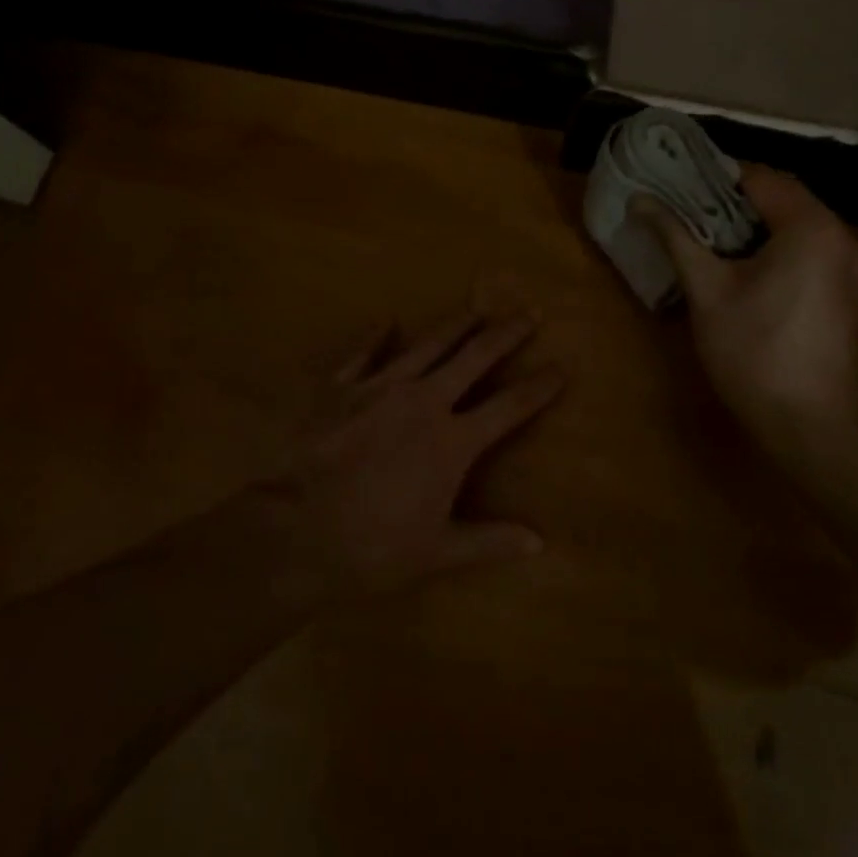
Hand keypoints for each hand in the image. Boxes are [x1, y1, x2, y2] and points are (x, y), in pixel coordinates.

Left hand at [250, 305, 565, 596]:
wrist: (295, 532)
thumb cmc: (372, 548)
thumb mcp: (437, 551)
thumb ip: (489, 540)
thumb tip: (539, 542)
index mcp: (452, 441)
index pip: (510, 407)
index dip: (540, 386)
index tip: (563, 365)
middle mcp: (423, 401)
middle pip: (474, 357)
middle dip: (505, 333)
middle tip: (529, 311)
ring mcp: (379, 388)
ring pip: (427, 344)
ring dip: (455, 324)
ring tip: (476, 306)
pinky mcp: (340, 388)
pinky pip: (362, 353)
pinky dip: (375, 336)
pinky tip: (385, 321)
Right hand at [635, 166, 857, 459]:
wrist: (804, 424)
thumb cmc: (750, 350)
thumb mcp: (706, 288)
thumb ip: (676, 236)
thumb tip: (640, 200)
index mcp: (812, 227)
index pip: (762, 179)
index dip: (718, 179)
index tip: (681, 188)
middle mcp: (844, 237)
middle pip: (785, 199)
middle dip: (737, 202)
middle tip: (690, 214)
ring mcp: (855, 267)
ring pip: (800, 225)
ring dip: (759, 225)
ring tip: (712, 240)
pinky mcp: (853, 292)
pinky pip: (813, 250)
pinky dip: (781, 247)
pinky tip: (749, 269)